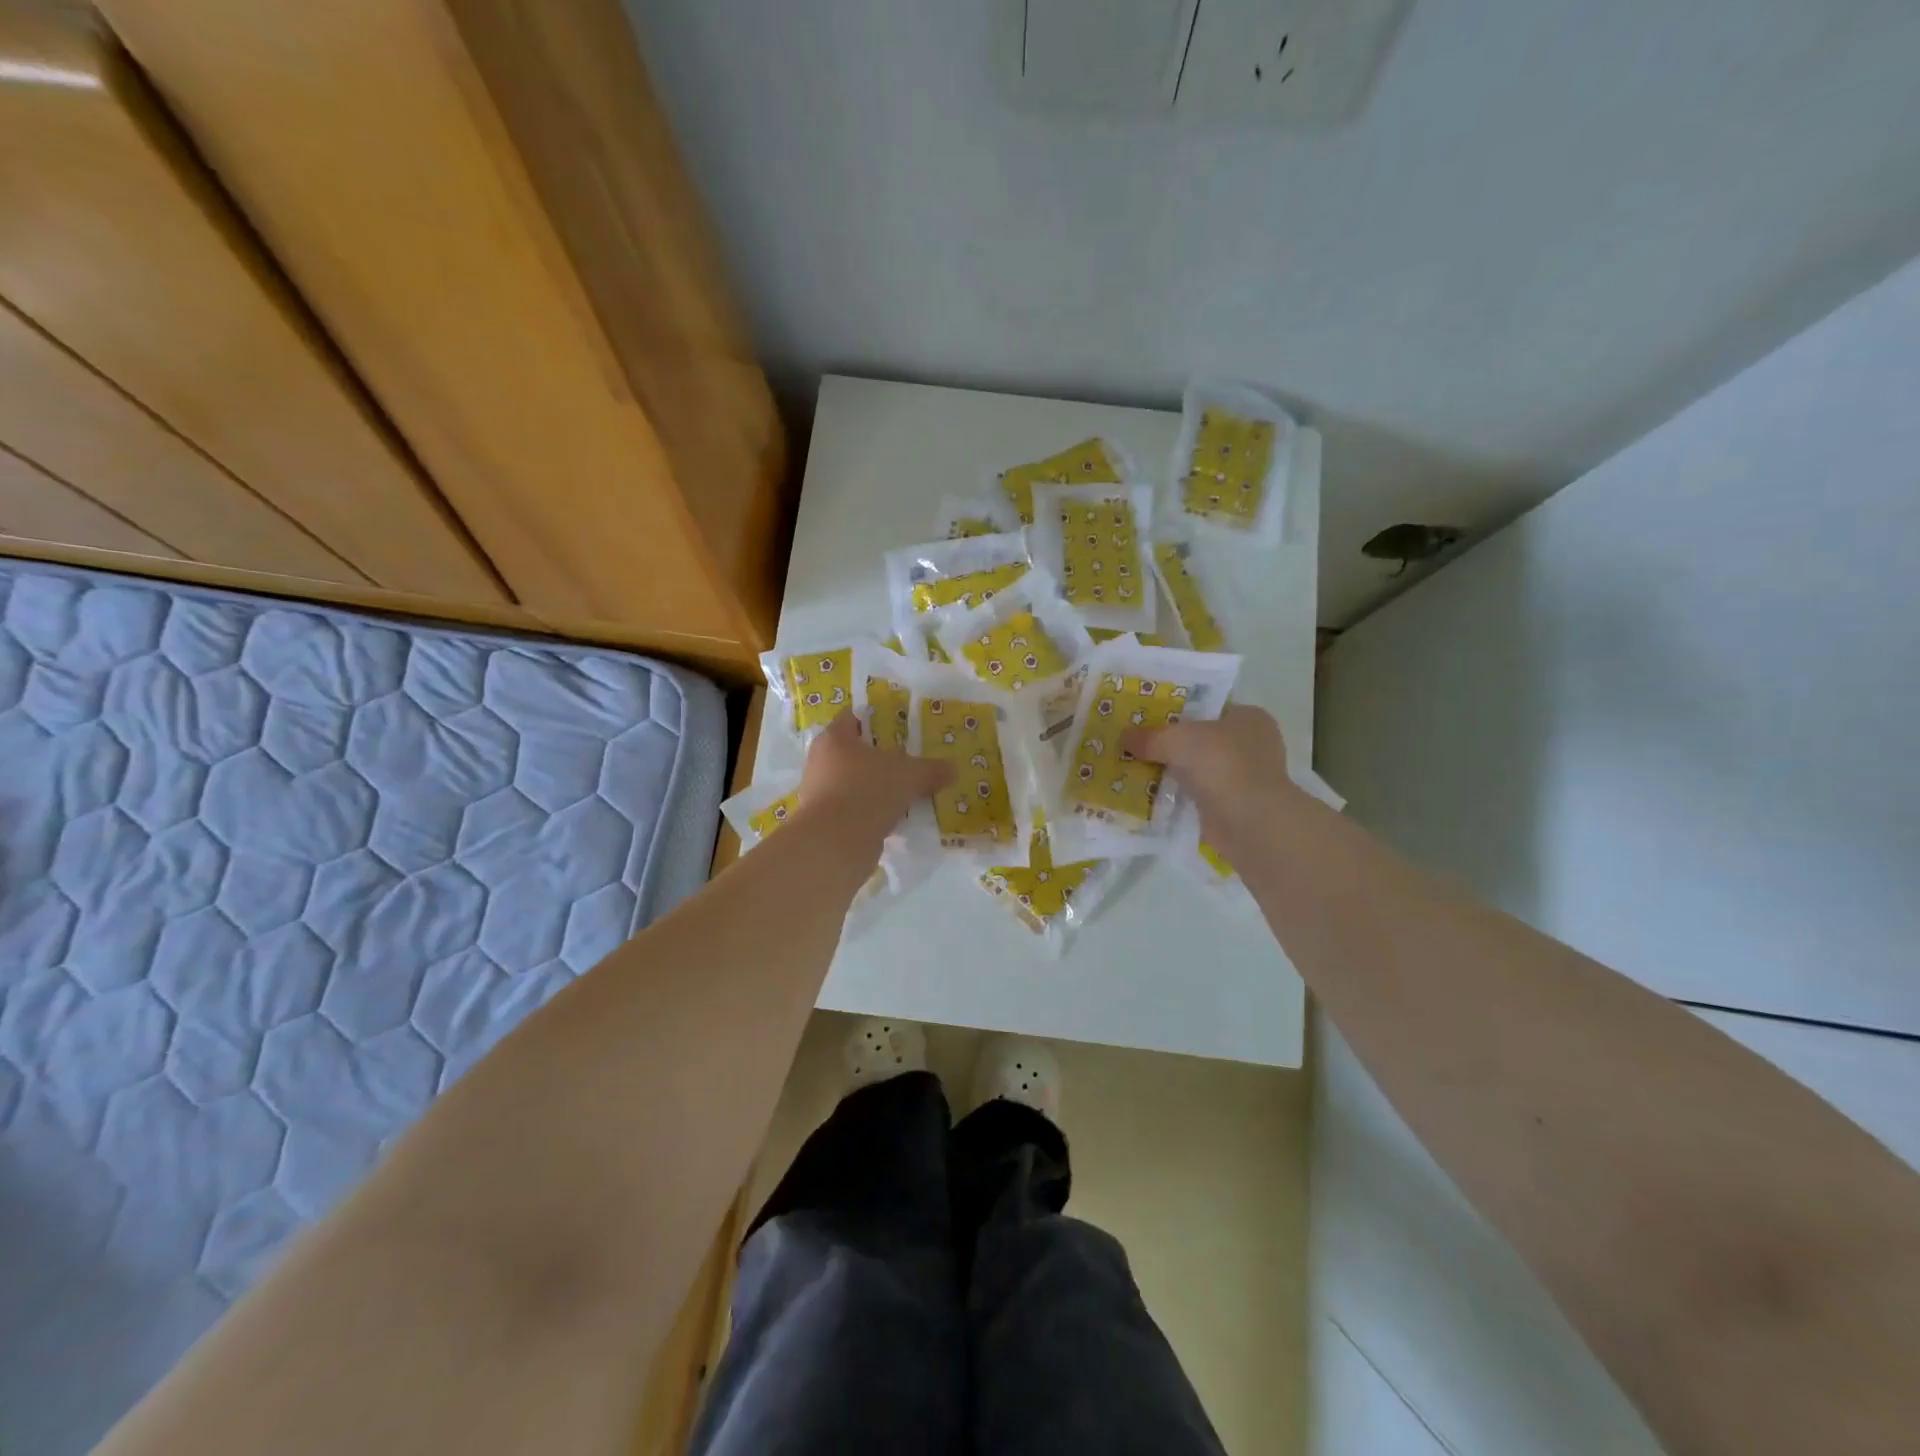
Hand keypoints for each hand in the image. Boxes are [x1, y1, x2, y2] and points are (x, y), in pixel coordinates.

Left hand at [799, 710, 951, 846]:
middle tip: (908, 761)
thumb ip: (932, 769)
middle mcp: (821, 760)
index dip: (876, 719)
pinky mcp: (824, 820)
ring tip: (904, 792)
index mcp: (835, 738)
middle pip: (854, 751)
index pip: (854, 717)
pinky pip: (852, 807)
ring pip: (853, 781)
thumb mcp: (909, 776)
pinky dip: (870, 810)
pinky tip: (892, 817)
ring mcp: (819, 792)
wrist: (835, 843)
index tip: (900, 727)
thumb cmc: (868, 791)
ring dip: (876, 786)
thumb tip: (953, 768)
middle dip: (880, 757)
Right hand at [1124, 704, 1299, 847]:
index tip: (1150, 720)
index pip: (1210, 709)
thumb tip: (1123, 737)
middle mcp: (1254, 745)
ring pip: (1201, 770)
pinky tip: (1155, 798)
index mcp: (1249, 717)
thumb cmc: (1219, 763)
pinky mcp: (1236, 807)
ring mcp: (1247, 779)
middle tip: (1139, 746)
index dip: (1180, 712)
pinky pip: (1200, 797)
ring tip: (1140, 772)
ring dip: (1176, 774)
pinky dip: (1181, 798)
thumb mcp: (1174, 740)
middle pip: (1203, 740)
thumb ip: (1148, 736)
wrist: (1247, 820)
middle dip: (1174, 746)